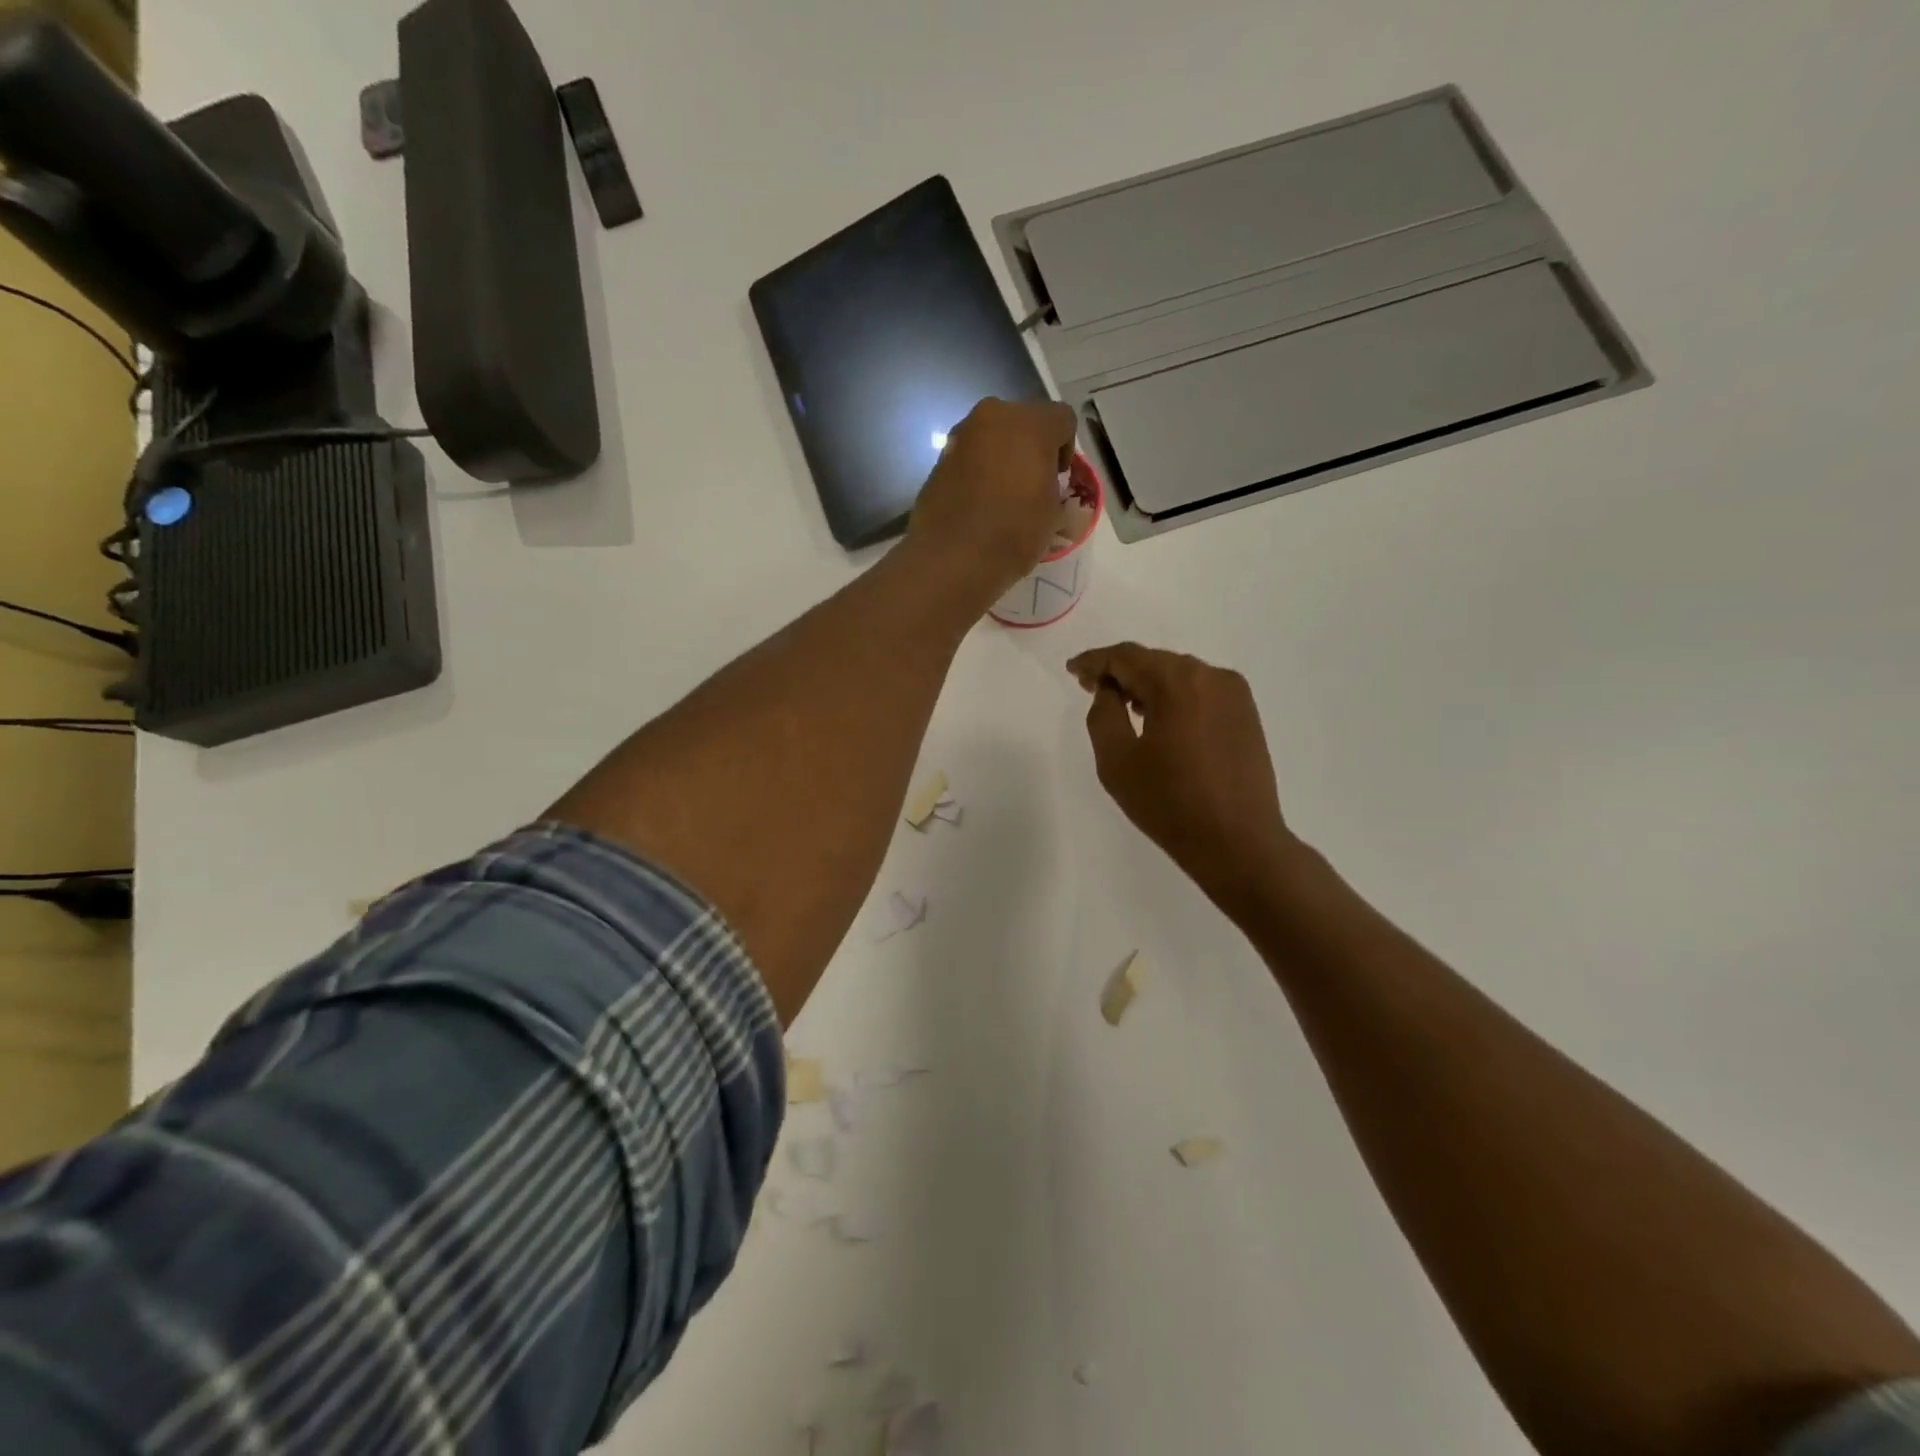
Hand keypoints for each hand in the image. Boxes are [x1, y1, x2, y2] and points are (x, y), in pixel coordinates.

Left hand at [906, 397, 1077, 601]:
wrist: (952, 558)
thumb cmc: (1013, 533)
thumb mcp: (1052, 511)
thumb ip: (1051, 482)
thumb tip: (1039, 480)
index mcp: (1030, 423)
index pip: (1062, 420)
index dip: (1065, 449)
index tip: (1058, 479)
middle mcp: (993, 416)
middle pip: (1023, 422)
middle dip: (1031, 447)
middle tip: (1032, 483)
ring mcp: (961, 435)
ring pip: (993, 436)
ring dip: (1002, 456)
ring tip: (1002, 494)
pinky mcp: (939, 458)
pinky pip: (969, 456)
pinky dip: (978, 470)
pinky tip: (978, 501)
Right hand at [1069, 643, 1297, 918]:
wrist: (1237, 842)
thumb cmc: (1169, 802)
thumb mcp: (1117, 761)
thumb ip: (1103, 714)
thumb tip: (1108, 691)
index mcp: (1177, 682)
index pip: (1126, 657)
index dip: (1094, 662)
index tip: (1072, 670)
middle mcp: (1210, 675)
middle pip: (1154, 661)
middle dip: (1121, 672)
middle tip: (1092, 688)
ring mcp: (1234, 694)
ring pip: (1179, 675)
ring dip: (1148, 684)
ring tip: (1124, 706)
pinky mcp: (1246, 714)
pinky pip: (1200, 692)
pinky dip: (1175, 697)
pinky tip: (1160, 720)